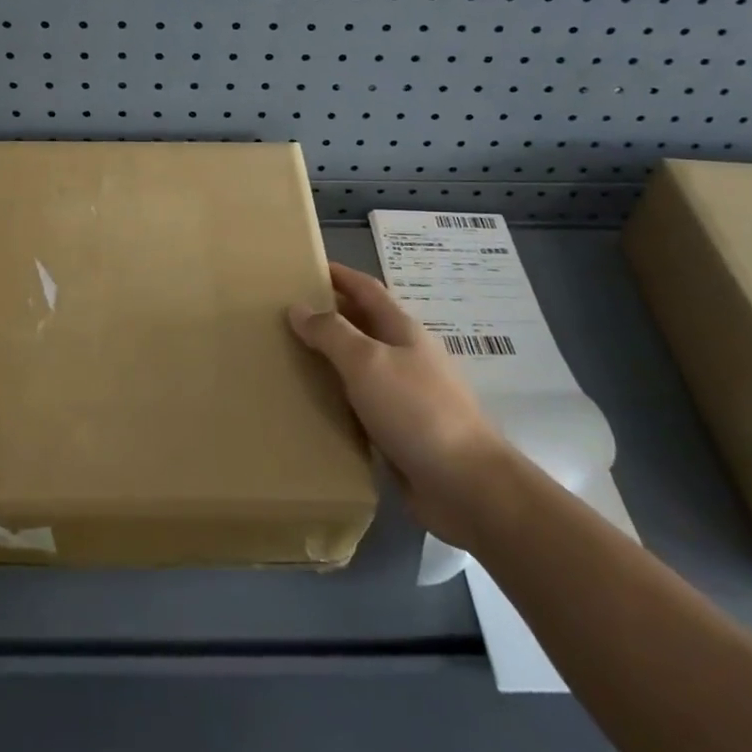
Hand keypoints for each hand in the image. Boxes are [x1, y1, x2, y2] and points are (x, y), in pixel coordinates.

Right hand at [290, 262, 503, 549]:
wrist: (467, 485)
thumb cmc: (416, 410)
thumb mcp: (367, 362)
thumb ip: (331, 333)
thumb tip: (298, 307)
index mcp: (402, 330)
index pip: (366, 289)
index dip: (340, 275)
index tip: (305, 266)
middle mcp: (405, 356)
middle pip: (363, 325)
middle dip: (329, 316)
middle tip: (284, 315)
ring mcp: (406, 395)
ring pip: (360, 367)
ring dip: (330, 360)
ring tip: (289, 358)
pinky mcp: (402, 432)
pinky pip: (362, 406)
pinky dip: (338, 399)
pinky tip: (313, 407)